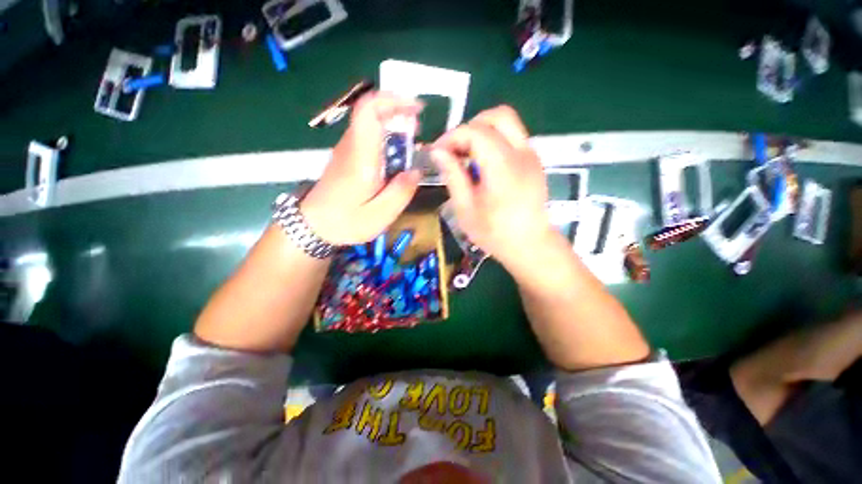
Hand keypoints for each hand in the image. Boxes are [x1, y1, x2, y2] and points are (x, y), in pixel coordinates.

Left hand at [301, 92, 422, 244]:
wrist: (313, 226)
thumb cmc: (346, 222)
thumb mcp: (381, 214)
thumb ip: (401, 191)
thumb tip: (416, 170)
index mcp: (360, 157)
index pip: (368, 111)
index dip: (393, 100)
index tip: (415, 109)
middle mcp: (352, 146)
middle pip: (371, 112)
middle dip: (398, 112)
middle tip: (418, 129)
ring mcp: (347, 150)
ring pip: (370, 123)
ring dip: (393, 125)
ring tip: (412, 143)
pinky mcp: (347, 157)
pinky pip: (368, 137)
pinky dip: (386, 138)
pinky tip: (396, 157)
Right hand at [431, 105, 553, 271]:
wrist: (530, 245)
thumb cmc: (494, 233)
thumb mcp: (465, 209)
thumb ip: (453, 176)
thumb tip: (437, 151)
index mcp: (503, 168)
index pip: (476, 132)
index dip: (452, 137)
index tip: (437, 152)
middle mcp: (522, 154)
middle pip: (498, 115)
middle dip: (470, 126)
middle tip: (455, 149)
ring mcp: (532, 155)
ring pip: (507, 123)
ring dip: (482, 131)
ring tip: (467, 155)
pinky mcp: (534, 160)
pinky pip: (512, 137)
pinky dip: (494, 140)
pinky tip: (483, 163)